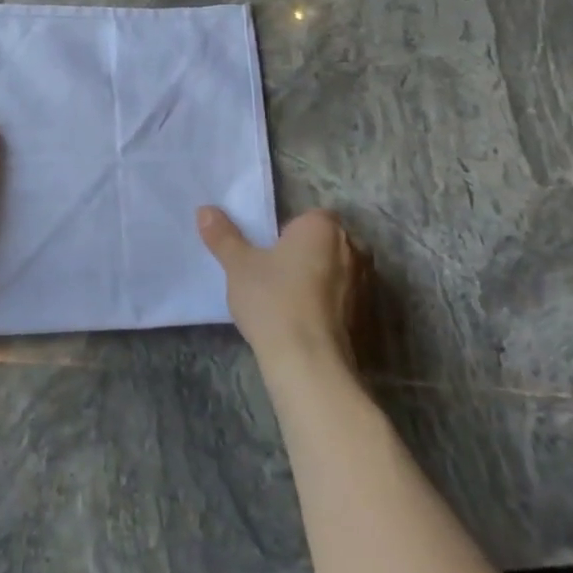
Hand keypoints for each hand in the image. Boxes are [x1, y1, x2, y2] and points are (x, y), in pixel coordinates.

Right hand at [197, 206, 368, 370]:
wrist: (309, 362)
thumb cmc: (273, 299)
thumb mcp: (238, 265)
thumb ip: (223, 235)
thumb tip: (205, 210)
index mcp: (323, 228)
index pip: (310, 216)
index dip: (289, 231)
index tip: (269, 250)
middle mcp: (352, 249)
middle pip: (325, 243)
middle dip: (306, 253)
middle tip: (274, 272)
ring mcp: (366, 284)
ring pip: (337, 272)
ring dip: (319, 279)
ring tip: (288, 300)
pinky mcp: (367, 316)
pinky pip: (344, 300)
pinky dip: (329, 305)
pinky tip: (305, 321)